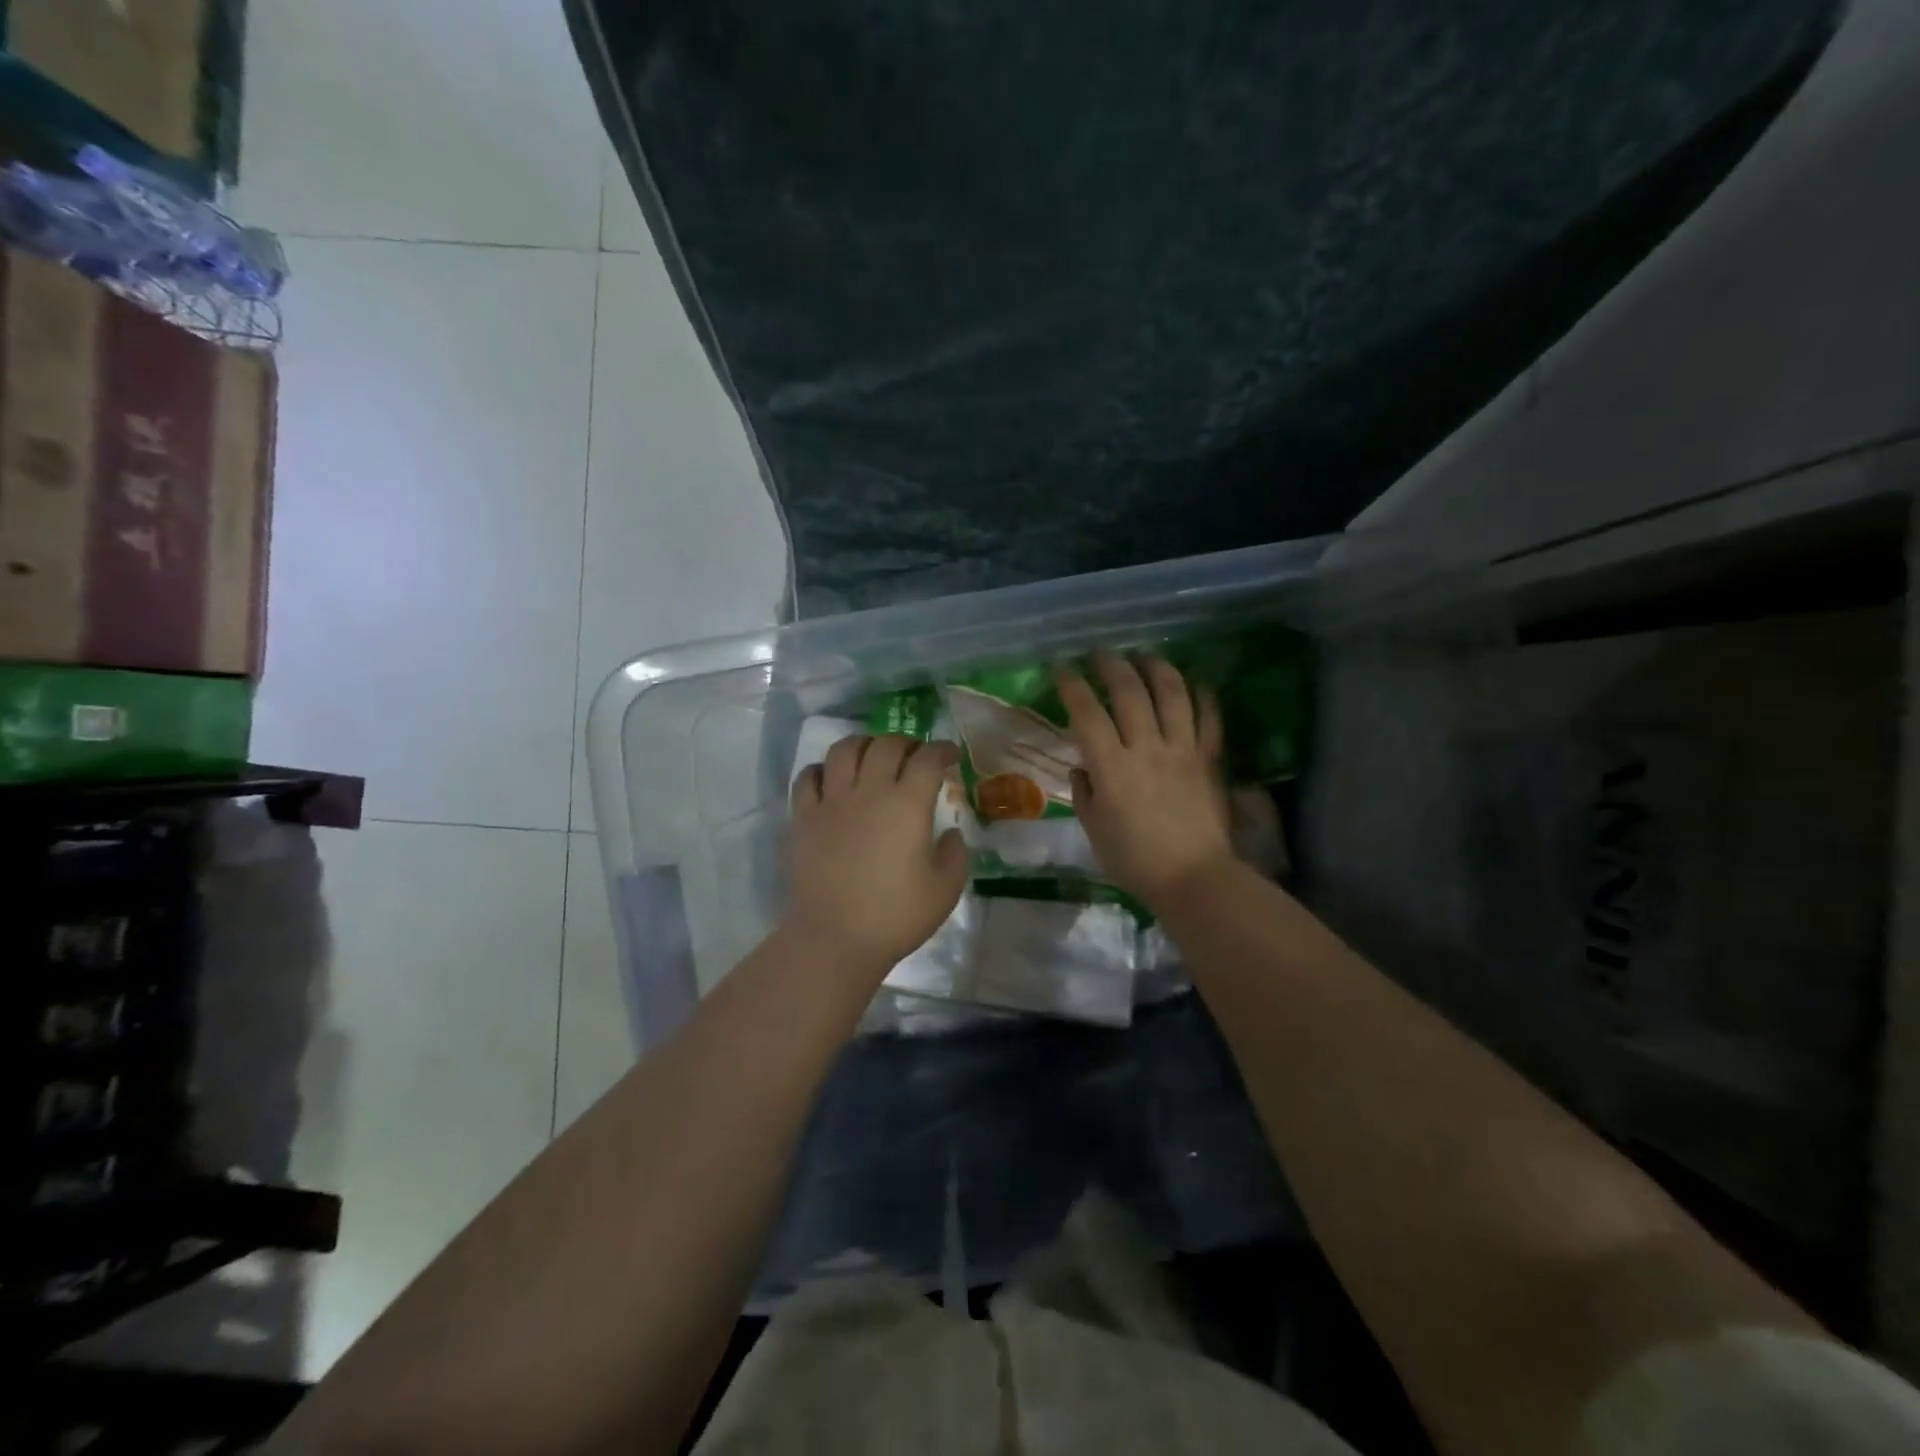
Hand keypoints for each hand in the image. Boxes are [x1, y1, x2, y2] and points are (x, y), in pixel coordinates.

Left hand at [785, 734, 968, 980]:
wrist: (834, 937)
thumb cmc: (896, 915)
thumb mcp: (945, 889)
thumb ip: (954, 854)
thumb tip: (949, 833)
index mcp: (907, 804)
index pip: (927, 759)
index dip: (942, 750)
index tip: (950, 755)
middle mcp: (869, 791)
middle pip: (886, 745)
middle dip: (906, 742)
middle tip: (915, 754)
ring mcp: (831, 801)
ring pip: (844, 750)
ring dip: (863, 744)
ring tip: (872, 754)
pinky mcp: (803, 817)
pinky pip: (808, 777)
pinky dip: (823, 769)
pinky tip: (831, 778)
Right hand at [1057, 650, 1235, 910]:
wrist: (1194, 878)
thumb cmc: (1135, 860)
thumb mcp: (1094, 830)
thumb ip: (1084, 793)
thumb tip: (1083, 768)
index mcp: (1111, 767)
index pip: (1087, 713)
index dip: (1072, 686)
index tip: (1062, 670)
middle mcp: (1147, 748)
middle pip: (1129, 691)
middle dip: (1111, 664)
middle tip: (1100, 653)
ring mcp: (1183, 749)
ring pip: (1172, 693)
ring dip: (1156, 667)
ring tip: (1144, 656)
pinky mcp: (1211, 758)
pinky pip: (1209, 715)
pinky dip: (1202, 693)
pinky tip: (1192, 682)